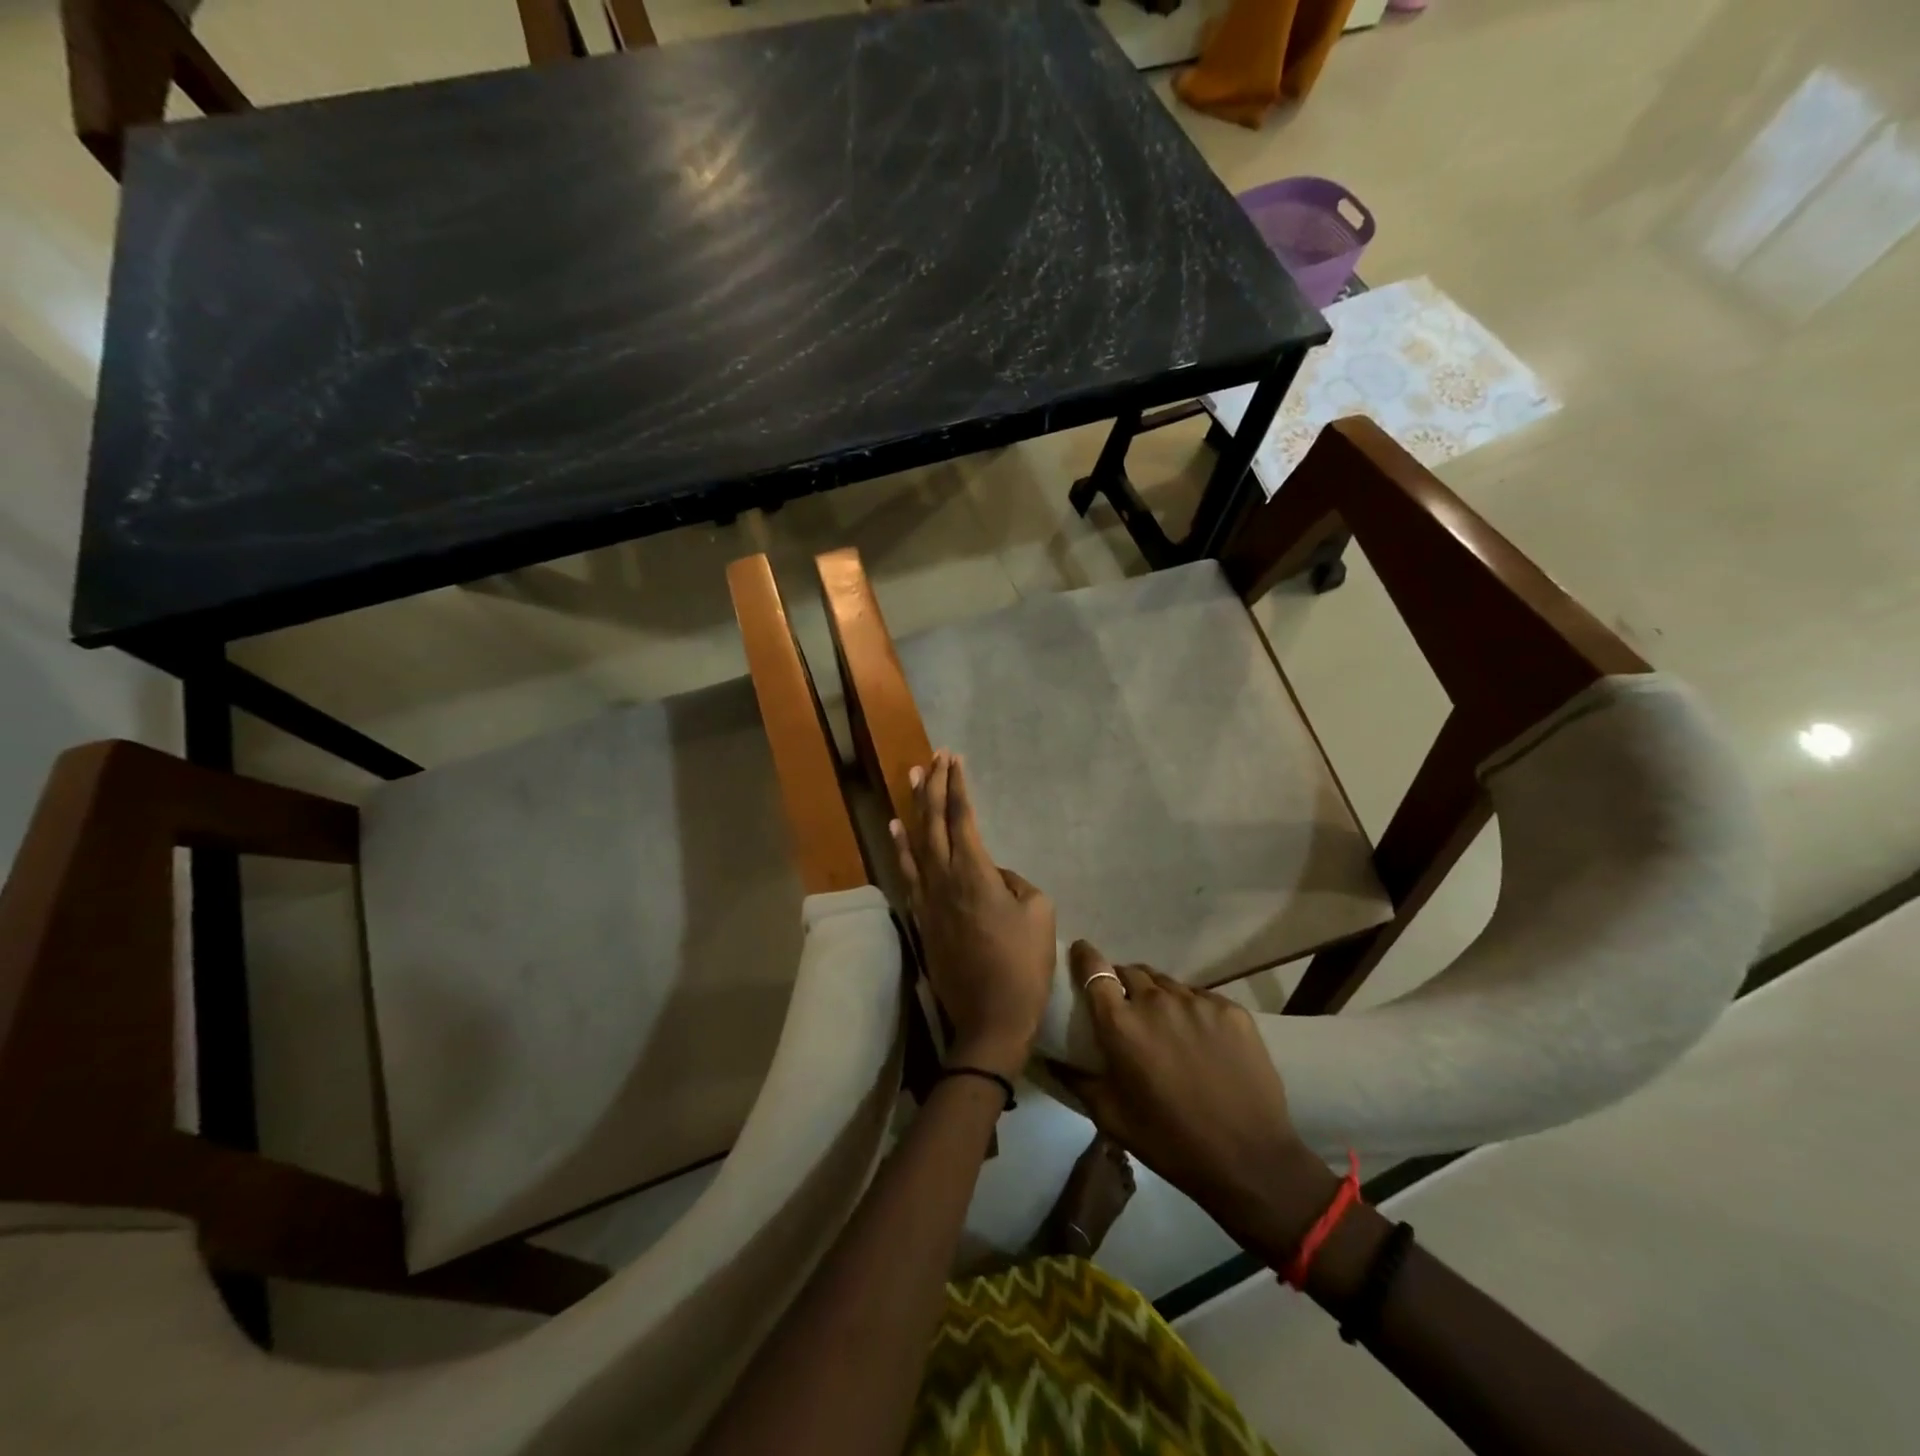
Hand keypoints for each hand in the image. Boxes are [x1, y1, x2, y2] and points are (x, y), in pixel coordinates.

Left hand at [891, 751, 1055, 1077]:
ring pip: (915, 842)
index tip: (954, 758)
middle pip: (932, 822)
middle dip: (932, 785)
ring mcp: (927, 899)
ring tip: (911, 777)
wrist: (989, 1018)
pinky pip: (908, 871)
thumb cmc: (1022, 966)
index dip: (956, 785)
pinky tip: (896, 830)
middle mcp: (943, 878)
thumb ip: (1014, 881)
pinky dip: (901, 847)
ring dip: (913, 807)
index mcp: (973, 873)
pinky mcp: (922, 918)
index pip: (961, 817)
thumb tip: (992, 875)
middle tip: (932, 756)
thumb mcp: (1039, 913)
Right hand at [1056, 942, 1338, 1260]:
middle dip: (1122, 982)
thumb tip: (1049, 1058)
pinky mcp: (1231, 1010)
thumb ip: (1076, 1080)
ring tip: (1163, 1022)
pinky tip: (1198, 1036)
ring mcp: (1197, 1002)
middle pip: (1131, 972)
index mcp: (1121, 1024)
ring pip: (1166, 983)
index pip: (1095, 970)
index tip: (1081, 953)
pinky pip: (1200, 997)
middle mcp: (1156, 1002)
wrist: (1248, 1159)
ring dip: (1157, 995)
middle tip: (1125, 1007)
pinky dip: (1191, 1008)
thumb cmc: (1169, 1142)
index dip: (1085, 957)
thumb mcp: (1111, 1117)